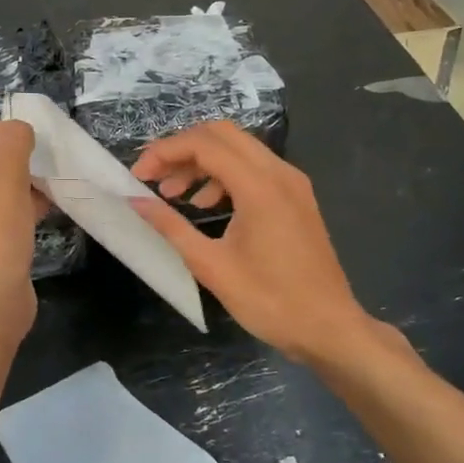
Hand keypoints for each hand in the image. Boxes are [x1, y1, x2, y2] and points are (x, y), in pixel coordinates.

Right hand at [132, 122, 381, 365]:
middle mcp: (279, 173)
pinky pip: (255, 168)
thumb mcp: (211, 266)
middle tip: (154, 176)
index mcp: (259, 187)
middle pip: (222, 134)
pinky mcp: (296, 197)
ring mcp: (292, 183)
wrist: (329, 328)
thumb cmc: (269, 302)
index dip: (164, 152)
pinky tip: (205, 205)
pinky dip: (224, 175)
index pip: (203, 145)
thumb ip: (171, 227)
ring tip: (173, 194)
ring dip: (202, 162)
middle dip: (182, 149)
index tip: (138, 175)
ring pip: (239, 149)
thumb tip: (135, 201)